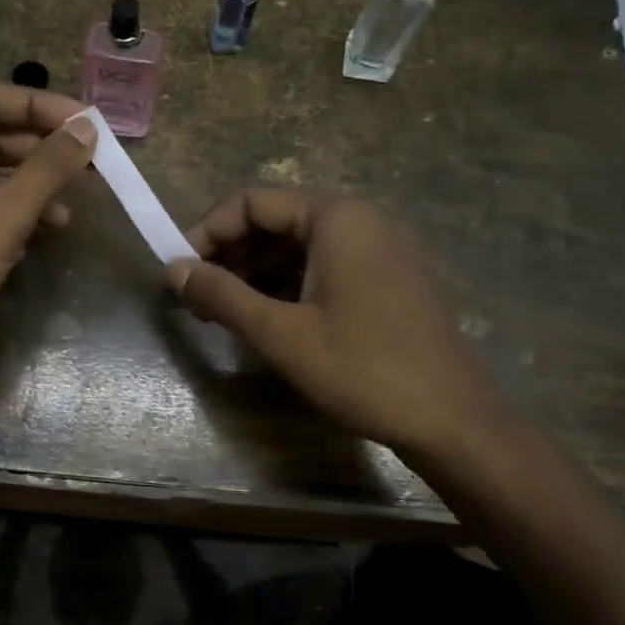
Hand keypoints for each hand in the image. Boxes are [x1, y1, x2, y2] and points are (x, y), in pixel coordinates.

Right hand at [165, 189, 513, 459]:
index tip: (179, 271)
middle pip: (276, 221)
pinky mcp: (388, 280)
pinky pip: (324, 267)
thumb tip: (172, 270)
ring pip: (299, 247)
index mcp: (336, 218)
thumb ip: (221, 295)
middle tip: (197, 297)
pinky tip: (267, 319)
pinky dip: (288, 285)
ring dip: (255, 273)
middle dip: (230, 255)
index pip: (253, 202)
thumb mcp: (280, 333)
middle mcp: (361, 221)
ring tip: (224, 313)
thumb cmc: (362, 369)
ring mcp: (380, 250)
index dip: (207, 232)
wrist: (453, 422)